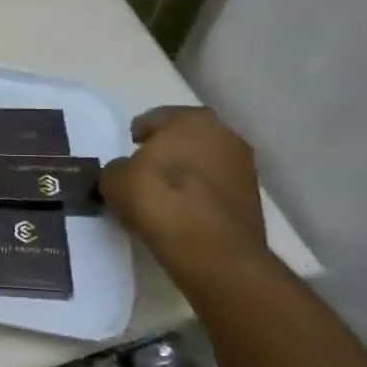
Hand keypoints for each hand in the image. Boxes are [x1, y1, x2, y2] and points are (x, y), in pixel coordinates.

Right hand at [99, 106, 266, 263]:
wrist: (210, 249)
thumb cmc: (158, 198)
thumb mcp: (114, 179)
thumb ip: (118, 168)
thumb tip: (126, 172)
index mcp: (192, 120)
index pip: (160, 117)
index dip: (141, 130)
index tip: (131, 146)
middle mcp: (225, 135)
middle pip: (189, 137)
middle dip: (169, 148)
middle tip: (148, 165)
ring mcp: (245, 168)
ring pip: (206, 162)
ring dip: (188, 171)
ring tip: (165, 192)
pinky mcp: (253, 200)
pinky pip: (216, 188)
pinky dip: (201, 194)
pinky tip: (183, 210)